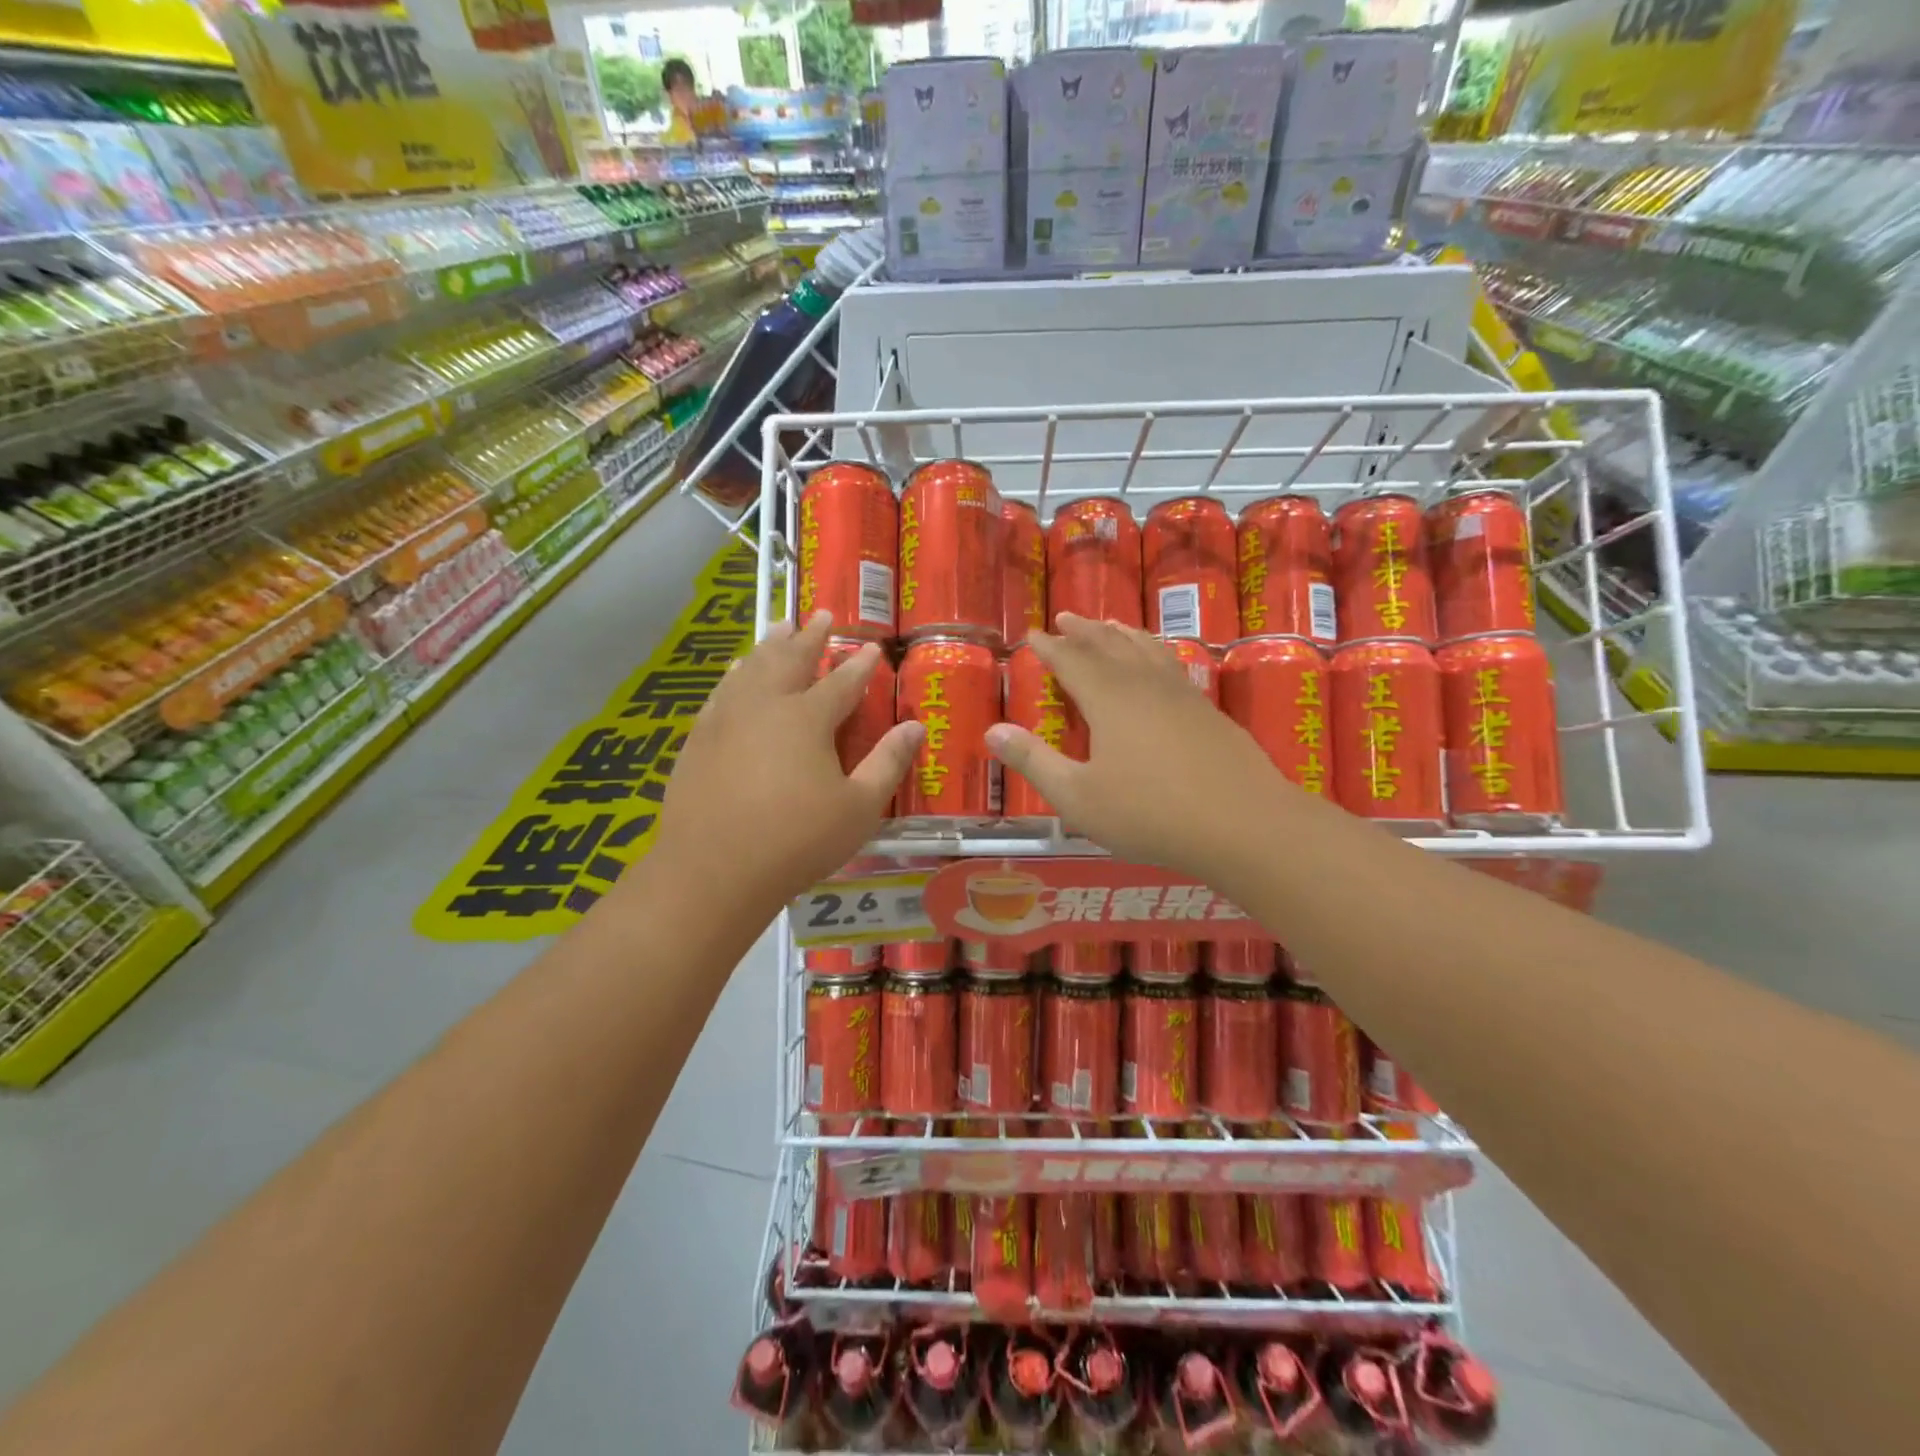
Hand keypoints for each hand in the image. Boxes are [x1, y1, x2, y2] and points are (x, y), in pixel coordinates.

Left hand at [652, 612, 921, 910]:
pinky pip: (721, 690)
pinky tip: (736, 672)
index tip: (872, 647)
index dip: (860, 664)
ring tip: (781, 626)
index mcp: (807, 718)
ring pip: (752, 667)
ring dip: (770, 644)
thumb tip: (916, 726)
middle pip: (791, 659)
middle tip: (821, 614)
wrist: (713, 870)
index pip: (842, 681)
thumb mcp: (859, 808)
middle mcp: (765, 705)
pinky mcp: (699, 738)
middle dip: (810, 636)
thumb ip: (888, 762)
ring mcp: (726, 718)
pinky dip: (736, 673)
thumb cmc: (797, 841)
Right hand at [986, 614, 1288, 881]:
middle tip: (1066, 617)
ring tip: (1110, 624)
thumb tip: (992, 730)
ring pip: (1145, 650)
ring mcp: (1181, 694)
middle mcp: (1143, 685)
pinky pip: (1171, 664)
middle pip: (1109, 646)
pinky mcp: (1207, 710)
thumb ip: (1034, 762)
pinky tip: (1159, 662)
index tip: (1032, 634)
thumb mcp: (1078, 796)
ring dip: (1121, 635)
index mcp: (1108, 699)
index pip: (1071, 661)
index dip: (1049, 648)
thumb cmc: (1150, 813)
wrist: (1244, 824)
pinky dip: (1154, 652)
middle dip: (1084, 631)